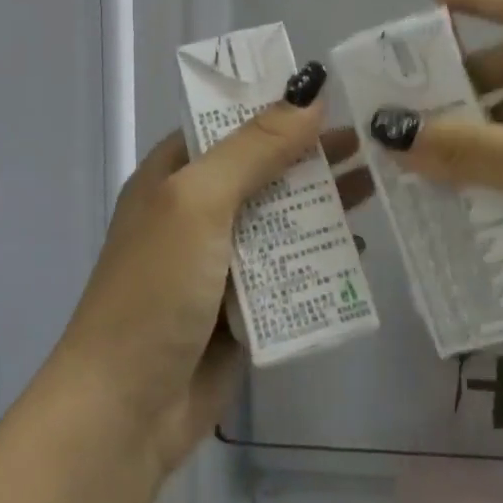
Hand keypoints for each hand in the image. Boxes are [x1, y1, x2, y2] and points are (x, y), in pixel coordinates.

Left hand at [53, 64, 370, 474]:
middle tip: (371, 138)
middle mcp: (197, 210)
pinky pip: (288, 269)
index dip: (276, 104)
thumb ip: (254, 149)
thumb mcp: (199, 202)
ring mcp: (220, 260)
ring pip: (281, 218)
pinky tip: (360, 247)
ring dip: (323, 202)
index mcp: (174, 175)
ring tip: (377, 181)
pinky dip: (319, 256)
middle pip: (264, 168)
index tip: (331, 91)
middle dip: (311, 153)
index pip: (230, 122)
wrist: (125, 411)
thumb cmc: (155, 288)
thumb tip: (309, 95)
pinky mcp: (243, 307)